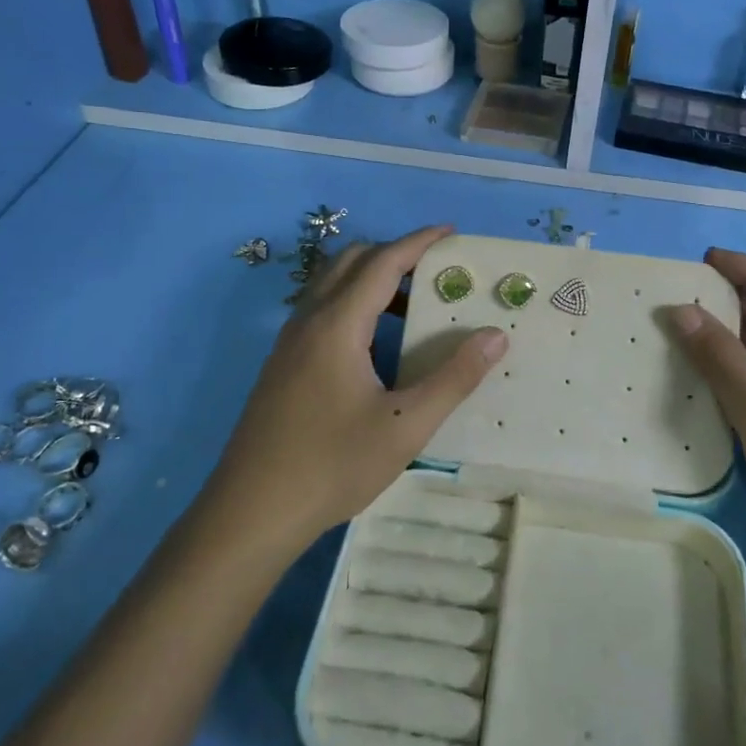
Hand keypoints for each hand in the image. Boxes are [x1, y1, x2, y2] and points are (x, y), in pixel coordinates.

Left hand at [205, 226, 506, 551]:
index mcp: (337, 325)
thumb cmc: (333, 466)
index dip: (419, 242)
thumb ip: (454, 377)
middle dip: (395, 254)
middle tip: (435, 273)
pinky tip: (375, 345)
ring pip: (331, 286)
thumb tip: (495, 336)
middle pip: (351, 262)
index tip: (451, 232)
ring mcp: (289, 343)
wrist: (251, 514)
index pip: (383, 263)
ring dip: (372, 280)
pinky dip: (353, 304)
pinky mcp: (281, 366)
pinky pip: (321, 311)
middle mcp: (309, 321)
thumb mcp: (406, 425)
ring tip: (412, 308)